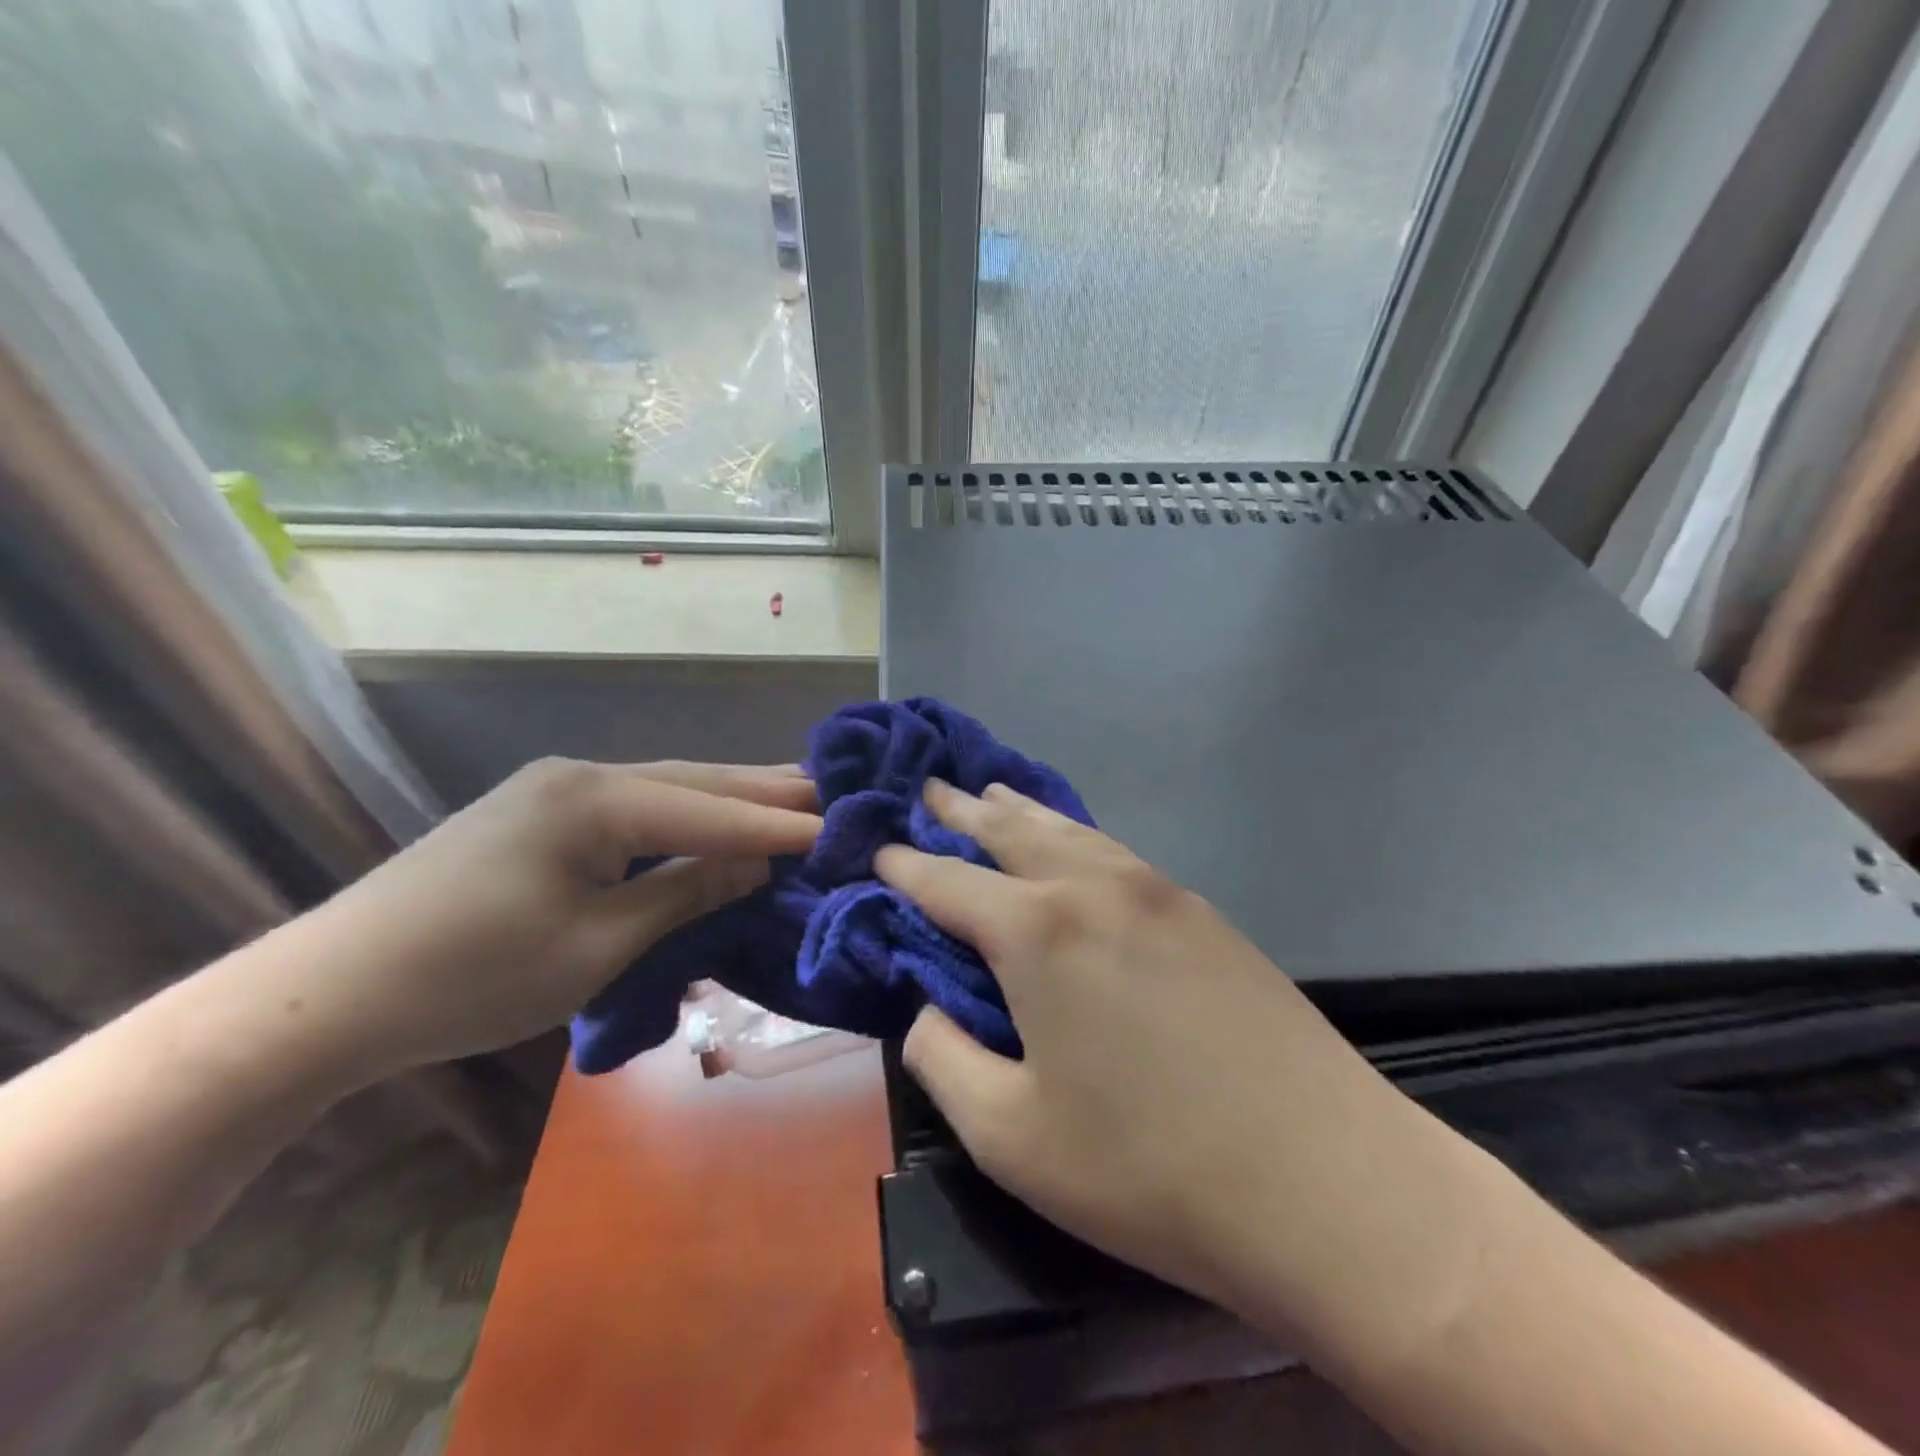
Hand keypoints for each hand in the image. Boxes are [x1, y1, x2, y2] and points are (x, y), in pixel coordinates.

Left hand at [290, 758, 819, 1079]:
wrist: (328, 993)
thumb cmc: (472, 977)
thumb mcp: (596, 944)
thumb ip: (685, 892)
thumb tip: (759, 863)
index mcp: (594, 800)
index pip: (709, 810)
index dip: (775, 826)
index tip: (837, 828)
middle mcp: (580, 776)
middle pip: (693, 780)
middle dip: (762, 790)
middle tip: (828, 789)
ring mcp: (554, 789)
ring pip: (664, 787)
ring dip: (726, 796)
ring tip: (790, 793)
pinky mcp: (538, 812)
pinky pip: (633, 805)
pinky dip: (684, 813)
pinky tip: (710, 816)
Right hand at [877, 779, 1423, 1311]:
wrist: (1328, 1183)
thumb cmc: (1150, 1169)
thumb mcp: (1011, 1137)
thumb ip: (945, 1061)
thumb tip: (925, 1012)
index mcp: (1038, 932)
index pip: (949, 882)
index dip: (906, 866)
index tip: (878, 849)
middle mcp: (1094, 888)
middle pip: (1012, 832)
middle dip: (963, 811)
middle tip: (929, 788)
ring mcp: (1159, 892)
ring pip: (1071, 831)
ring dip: (1023, 813)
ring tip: (993, 794)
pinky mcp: (1205, 914)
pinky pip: (1118, 853)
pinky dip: (1078, 836)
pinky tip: (1075, 844)